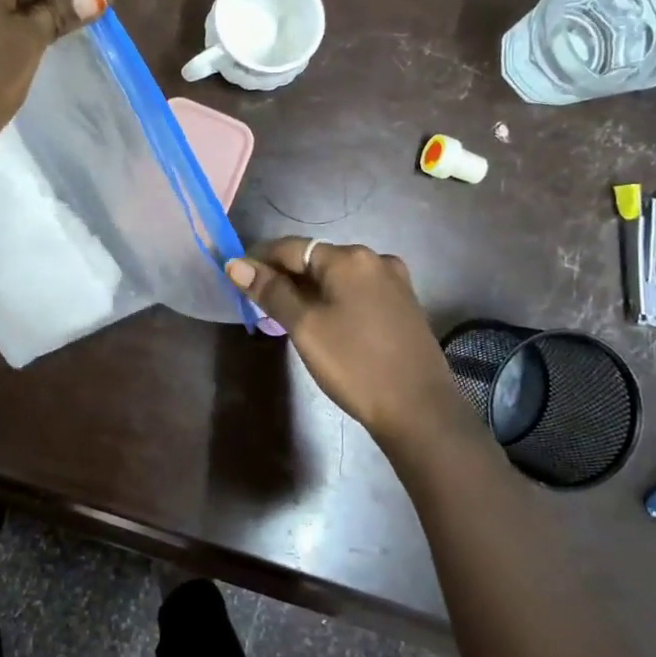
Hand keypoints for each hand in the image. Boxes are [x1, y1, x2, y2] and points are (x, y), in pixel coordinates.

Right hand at [226, 238, 475, 455]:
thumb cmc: (355, 364)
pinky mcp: (404, 305)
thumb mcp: (305, 327)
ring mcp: (394, 281)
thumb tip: (236, 264)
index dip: (260, 261)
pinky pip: (358, 292)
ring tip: (287, 316)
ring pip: (338, 277)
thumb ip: (271, 292)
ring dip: (310, 290)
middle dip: (285, 277)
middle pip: (316, 259)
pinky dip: (335, 300)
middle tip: (259, 304)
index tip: (238, 280)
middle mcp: (375, 259)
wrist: (419, 410)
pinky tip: (325, 323)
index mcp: (349, 258)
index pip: (291, 247)